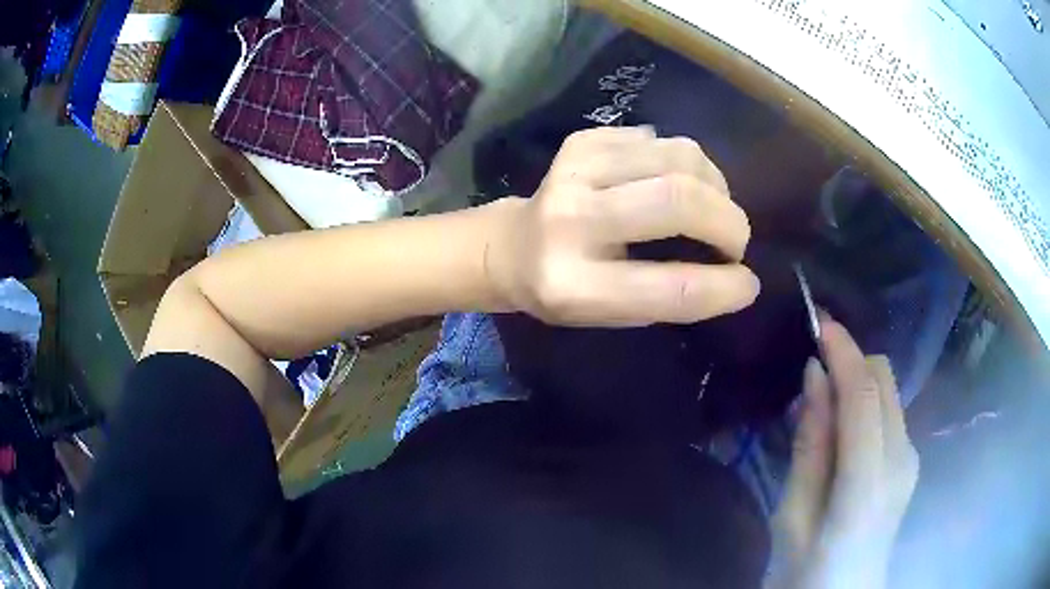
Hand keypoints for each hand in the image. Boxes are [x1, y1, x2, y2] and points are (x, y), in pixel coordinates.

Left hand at [485, 126, 758, 326]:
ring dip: (714, 185)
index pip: (668, 287)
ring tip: (711, 208)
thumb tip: (738, 276)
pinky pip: (662, 139)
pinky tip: (673, 183)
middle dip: (728, 222)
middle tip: (735, 241)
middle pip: (678, 200)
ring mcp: (573, 170)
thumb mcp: (611, 314)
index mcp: (573, 284)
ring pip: (679, 157)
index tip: (748, 283)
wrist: (511, 245)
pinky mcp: (583, 140)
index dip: (723, 287)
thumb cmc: (566, 289)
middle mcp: (570, 220)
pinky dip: (686, 164)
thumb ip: (671, 298)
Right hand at [769, 316, 919, 588]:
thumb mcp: (793, 516)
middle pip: (885, 380)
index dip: (844, 353)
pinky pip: (889, 412)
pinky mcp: (909, 461)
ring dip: (857, 381)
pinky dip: (865, 403)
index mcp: (869, 484)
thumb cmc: (806, 570)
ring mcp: (910, 459)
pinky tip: (840, 428)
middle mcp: (901, 460)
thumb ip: (810, 446)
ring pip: (889, 391)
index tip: (817, 322)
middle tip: (812, 368)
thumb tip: (815, 378)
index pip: (865, 397)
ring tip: (820, 401)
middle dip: (851, 360)